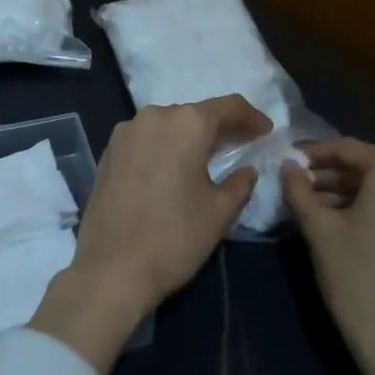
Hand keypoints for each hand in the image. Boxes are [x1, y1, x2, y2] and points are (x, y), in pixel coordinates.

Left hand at [29, 95, 270, 373]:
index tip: (266, 131)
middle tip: (240, 146)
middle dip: (220, 128)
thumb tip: (246, 170)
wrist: (112, 268)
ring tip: (206, 159)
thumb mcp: (220, 211)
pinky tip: (172, 170)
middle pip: (195, 114)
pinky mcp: (108, 152)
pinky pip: (145, 140)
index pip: (228, 107)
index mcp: (186, 123)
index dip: (251, 117)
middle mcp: (153, 116)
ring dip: (189, 138)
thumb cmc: (175, 237)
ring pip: (167, 125)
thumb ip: (240, 182)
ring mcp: (125, 133)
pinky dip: (164, 148)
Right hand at [284, 138, 374, 374]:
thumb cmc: (356, 278)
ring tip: (306, 204)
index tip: (284, 159)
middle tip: (292, 184)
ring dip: (343, 193)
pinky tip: (333, 221)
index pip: (347, 149)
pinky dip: (364, 209)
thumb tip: (286, 165)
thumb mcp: (319, 230)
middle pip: (365, 168)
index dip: (312, 153)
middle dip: (327, 175)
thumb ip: (299, 190)